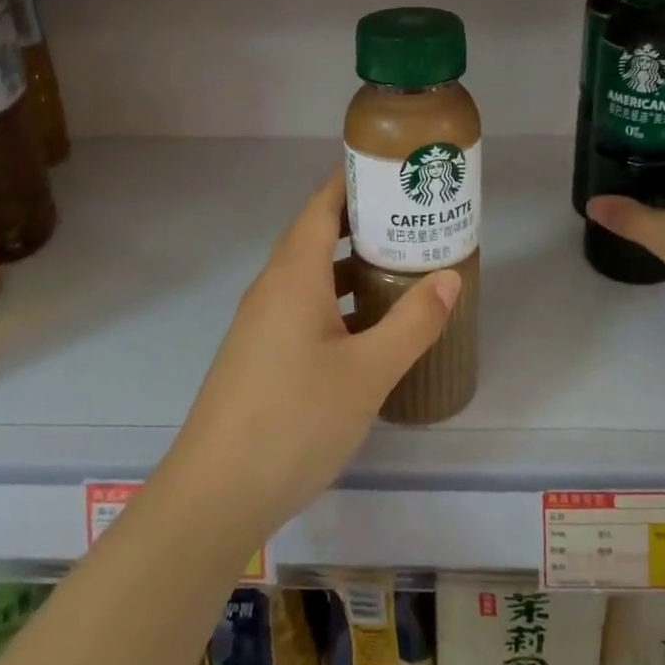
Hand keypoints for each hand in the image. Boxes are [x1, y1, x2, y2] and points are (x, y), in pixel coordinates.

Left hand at [161, 173, 460, 542]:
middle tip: (414, 219)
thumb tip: (449, 277)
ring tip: (402, 266)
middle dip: (364, 223)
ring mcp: (263, 322)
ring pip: (312, 275)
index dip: (353, 181)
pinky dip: (338, 301)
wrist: (215, 494)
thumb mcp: (366, 372)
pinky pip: (304, 307)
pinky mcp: (262, 354)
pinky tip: (370, 328)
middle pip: (318, 235)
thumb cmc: (293, 421)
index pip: (322, 205)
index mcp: (293, 274)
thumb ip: (412, 323)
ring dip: (352, 265)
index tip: (394, 171)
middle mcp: (273, 287)